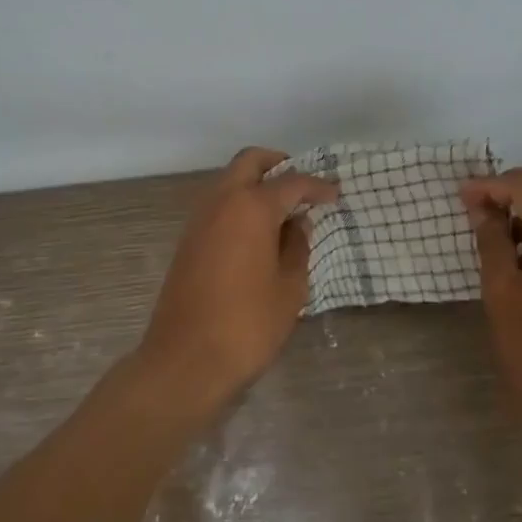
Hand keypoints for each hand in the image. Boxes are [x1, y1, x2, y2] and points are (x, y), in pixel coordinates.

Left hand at [139, 147, 337, 410]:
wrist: (185, 360)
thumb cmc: (247, 325)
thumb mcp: (289, 288)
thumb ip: (297, 248)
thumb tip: (297, 225)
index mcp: (251, 208)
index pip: (291, 182)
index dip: (317, 186)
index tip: (335, 195)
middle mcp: (221, 201)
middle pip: (250, 162)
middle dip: (277, 164)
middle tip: (301, 185)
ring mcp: (199, 219)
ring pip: (229, 180)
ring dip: (255, 183)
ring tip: (283, 210)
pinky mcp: (187, 240)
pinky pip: (217, 204)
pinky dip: (239, 203)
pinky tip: (257, 231)